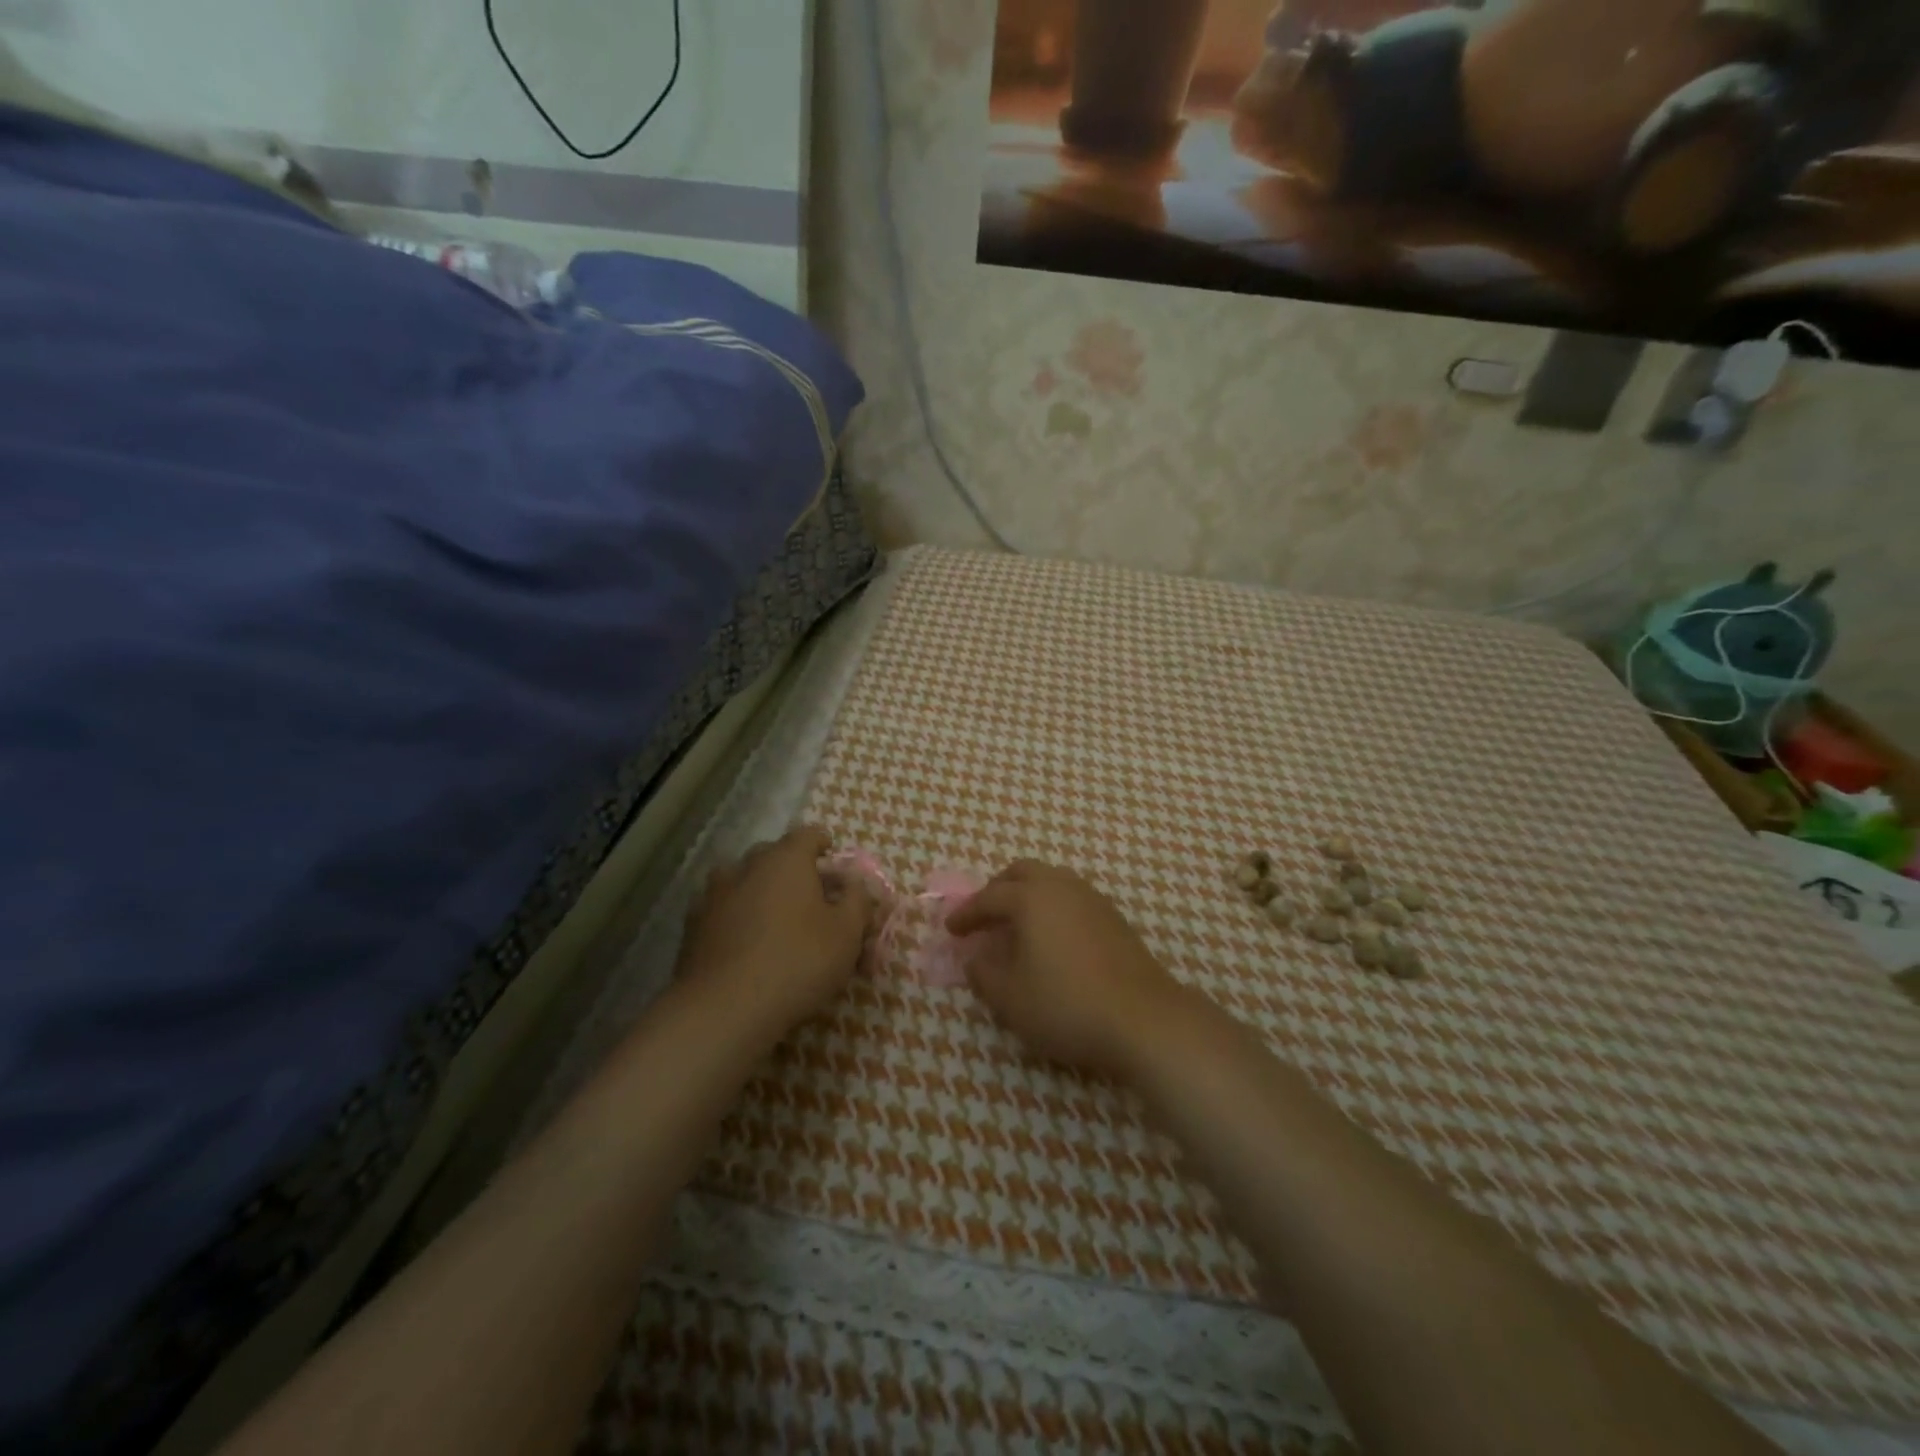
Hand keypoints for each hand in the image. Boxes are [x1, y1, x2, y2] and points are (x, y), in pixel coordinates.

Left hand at [676, 826, 873, 1040]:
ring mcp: (713, 894)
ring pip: (743, 881)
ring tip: (774, 920)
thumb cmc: (798, 962)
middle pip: (773, 855)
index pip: (808, 834)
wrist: (724, 1009)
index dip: (824, 846)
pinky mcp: (692, 926)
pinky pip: (723, 909)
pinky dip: (736, 917)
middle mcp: (746, 866)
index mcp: (786, 859)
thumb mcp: (847, 933)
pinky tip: (745, 944)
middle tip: (810, 898)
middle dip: (792, 870)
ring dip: (760, 892)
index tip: (834, 864)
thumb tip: (854, 882)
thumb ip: (857, 900)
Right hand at [945, 860, 1191, 1076]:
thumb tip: (975, 957)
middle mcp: (1061, 887)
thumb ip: (984, 973)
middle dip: (997, 889)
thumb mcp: (1010, 998)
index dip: (966, 913)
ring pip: (1051, 881)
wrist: (1143, 1018)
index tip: (950, 929)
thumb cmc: (1066, 1005)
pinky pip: (1072, 898)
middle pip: (1022, 872)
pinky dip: (1052, 908)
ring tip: (1016, 926)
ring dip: (1027, 896)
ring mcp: (1093, 899)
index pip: (988, 897)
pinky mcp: (1114, 918)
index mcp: (1030, 898)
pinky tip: (1051, 938)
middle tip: (984, 916)